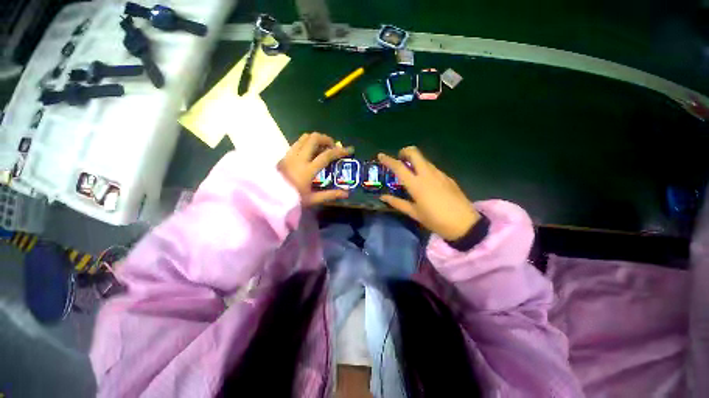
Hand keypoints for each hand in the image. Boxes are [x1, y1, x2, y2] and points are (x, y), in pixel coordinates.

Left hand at [278, 132, 352, 205]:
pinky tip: (310, 151)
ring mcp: (290, 154)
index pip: (326, 155)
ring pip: (304, 137)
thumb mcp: (312, 199)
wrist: (268, 197)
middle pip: (314, 138)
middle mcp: (299, 158)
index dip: (339, 151)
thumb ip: (330, 195)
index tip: (348, 150)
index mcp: (308, 170)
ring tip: (322, 147)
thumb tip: (347, 193)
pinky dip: (307, 142)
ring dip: (316, 139)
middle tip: (333, 146)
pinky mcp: (285, 154)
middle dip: (327, 139)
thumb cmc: (291, 199)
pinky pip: (298, 142)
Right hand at [378, 146, 479, 240]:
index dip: (388, 160)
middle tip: (399, 160)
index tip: (380, 155)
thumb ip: (397, 203)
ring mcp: (439, 174)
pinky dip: (424, 169)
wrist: (465, 223)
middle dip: (405, 152)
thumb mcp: (414, 213)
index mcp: (416, 184)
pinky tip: (425, 182)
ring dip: (415, 161)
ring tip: (411, 173)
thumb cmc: (435, 220)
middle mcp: (427, 174)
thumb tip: (383, 197)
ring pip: (424, 160)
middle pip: (415, 153)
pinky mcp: (447, 177)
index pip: (399, 167)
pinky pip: (432, 168)